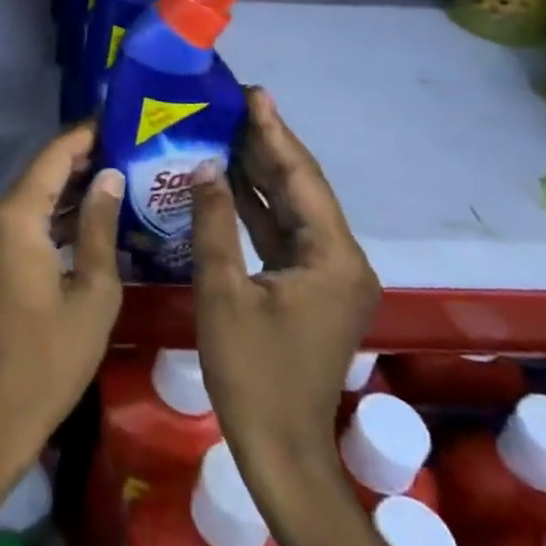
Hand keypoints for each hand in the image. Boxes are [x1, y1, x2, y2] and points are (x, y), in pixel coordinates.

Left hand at [0, 124, 123, 461]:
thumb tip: (110, 175)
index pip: (54, 156)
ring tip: (117, 173)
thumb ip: (99, 225)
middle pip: (41, 172)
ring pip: (31, 194)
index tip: (117, 119)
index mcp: (14, 216)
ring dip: (68, 187)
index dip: (85, 135)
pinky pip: (21, 217)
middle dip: (82, 160)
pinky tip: (87, 212)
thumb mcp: (93, 291)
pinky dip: (51, 213)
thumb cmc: (52, 356)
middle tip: (128, 148)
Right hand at [191, 88, 380, 489]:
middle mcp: (342, 259)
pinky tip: (230, 182)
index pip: (301, 179)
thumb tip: (204, 166)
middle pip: (302, 189)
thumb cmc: (251, 371)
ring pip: (293, 209)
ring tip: (229, 130)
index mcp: (332, 257)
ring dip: (263, 173)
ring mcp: (329, 276)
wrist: (281, 451)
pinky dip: (259, 208)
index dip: (275, 133)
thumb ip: (214, 222)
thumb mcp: (223, 291)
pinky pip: (285, 234)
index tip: (253, 94)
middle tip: (236, 103)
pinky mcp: (312, 289)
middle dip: (269, 145)